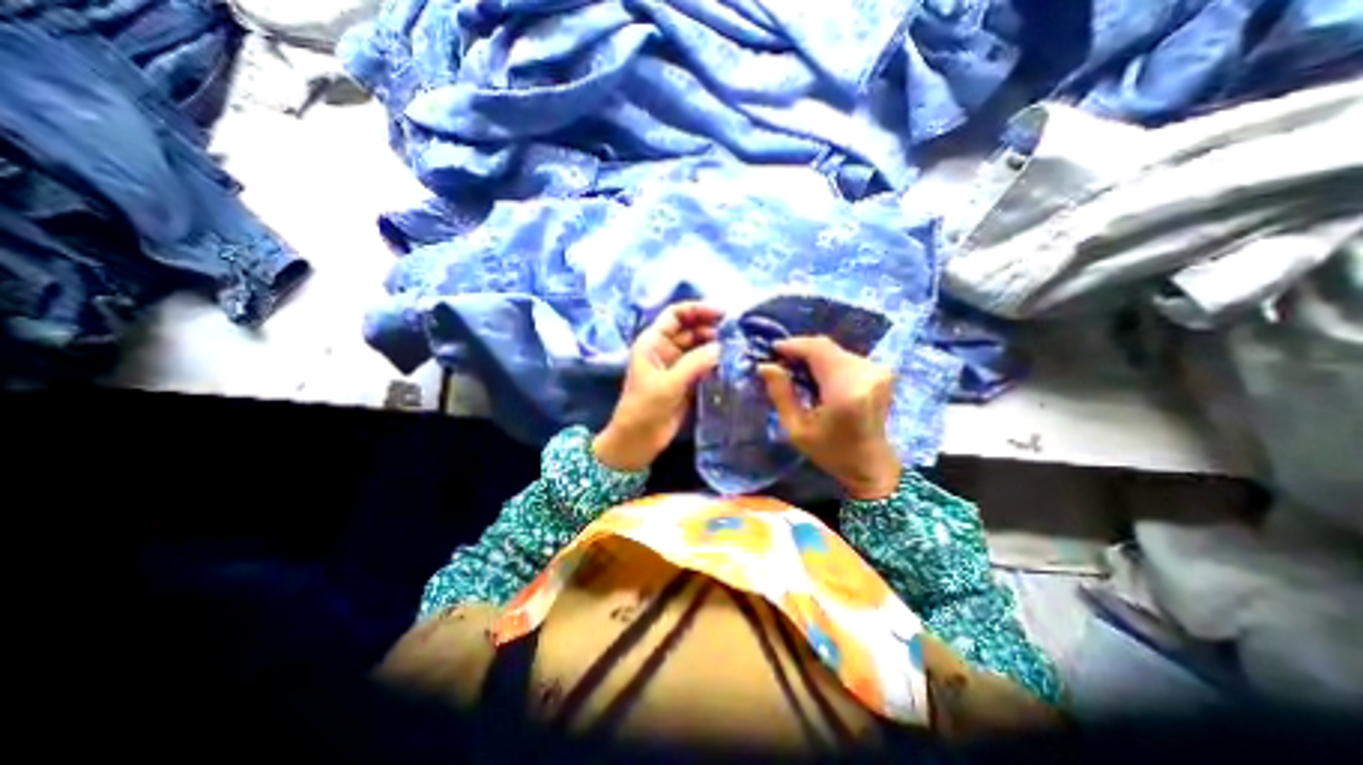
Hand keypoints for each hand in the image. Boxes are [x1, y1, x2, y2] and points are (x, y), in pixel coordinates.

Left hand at [594, 300, 723, 469]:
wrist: (637, 441)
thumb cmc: (644, 408)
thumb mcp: (668, 384)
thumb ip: (695, 363)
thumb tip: (722, 347)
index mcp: (653, 342)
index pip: (676, 314)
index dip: (698, 309)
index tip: (723, 313)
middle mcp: (665, 349)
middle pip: (691, 329)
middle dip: (712, 328)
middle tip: (738, 333)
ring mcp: (677, 365)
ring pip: (699, 347)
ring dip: (716, 346)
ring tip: (739, 348)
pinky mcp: (686, 381)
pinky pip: (703, 365)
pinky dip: (716, 362)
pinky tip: (732, 364)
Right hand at [763, 337, 900, 499]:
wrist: (872, 464)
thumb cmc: (831, 452)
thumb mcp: (796, 429)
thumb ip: (781, 394)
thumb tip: (765, 365)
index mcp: (845, 391)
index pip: (817, 350)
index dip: (792, 345)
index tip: (772, 350)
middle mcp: (866, 374)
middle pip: (825, 346)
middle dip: (800, 350)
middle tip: (781, 363)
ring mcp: (878, 371)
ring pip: (834, 349)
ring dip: (813, 356)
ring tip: (797, 372)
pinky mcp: (881, 371)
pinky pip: (845, 356)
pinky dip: (827, 361)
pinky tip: (817, 377)